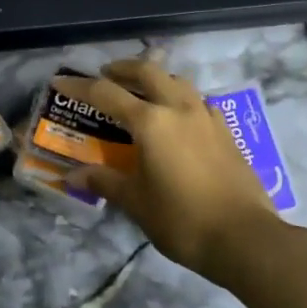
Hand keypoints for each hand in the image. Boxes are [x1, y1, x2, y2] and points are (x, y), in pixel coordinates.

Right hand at [58, 60, 278, 275]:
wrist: (246, 238)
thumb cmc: (182, 220)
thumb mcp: (136, 202)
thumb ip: (105, 181)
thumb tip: (74, 175)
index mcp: (151, 123)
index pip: (106, 94)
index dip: (79, 87)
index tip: (60, 82)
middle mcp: (179, 109)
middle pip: (148, 71)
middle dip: (123, 68)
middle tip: (106, 75)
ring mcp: (207, 117)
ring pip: (178, 81)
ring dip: (156, 79)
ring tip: (142, 92)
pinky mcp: (226, 132)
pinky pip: (199, 102)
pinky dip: (181, 99)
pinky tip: (179, 118)